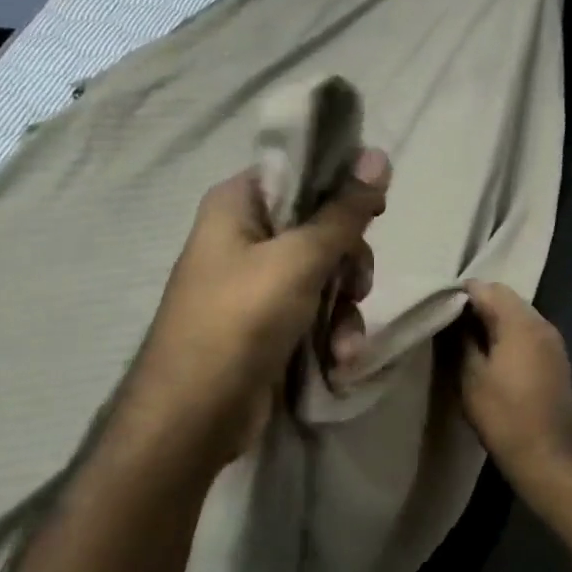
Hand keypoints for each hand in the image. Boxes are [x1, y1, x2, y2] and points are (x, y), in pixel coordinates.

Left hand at [130, 149, 390, 454]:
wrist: (193, 417)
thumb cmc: (240, 320)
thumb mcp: (299, 260)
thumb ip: (344, 211)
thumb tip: (379, 154)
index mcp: (238, 203)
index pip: (300, 171)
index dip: (341, 185)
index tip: (376, 208)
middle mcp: (244, 235)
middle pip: (320, 225)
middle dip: (348, 261)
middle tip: (357, 284)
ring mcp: (256, 282)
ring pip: (324, 272)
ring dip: (345, 306)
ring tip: (345, 341)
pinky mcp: (268, 321)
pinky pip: (314, 309)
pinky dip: (330, 331)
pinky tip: (339, 359)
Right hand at [458, 281, 571, 488]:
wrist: (548, 458)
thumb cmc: (504, 415)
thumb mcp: (471, 376)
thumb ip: (461, 340)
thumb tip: (454, 319)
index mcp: (521, 323)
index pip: (487, 289)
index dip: (461, 293)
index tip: (439, 305)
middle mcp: (542, 324)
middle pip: (506, 298)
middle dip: (478, 304)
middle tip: (449, 321)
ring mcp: (553, 342)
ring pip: (519, 315)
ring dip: (494, 319)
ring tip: (467, 337)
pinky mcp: (557, 360)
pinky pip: (529, 333)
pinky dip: (509, 334)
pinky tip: (491, 352)